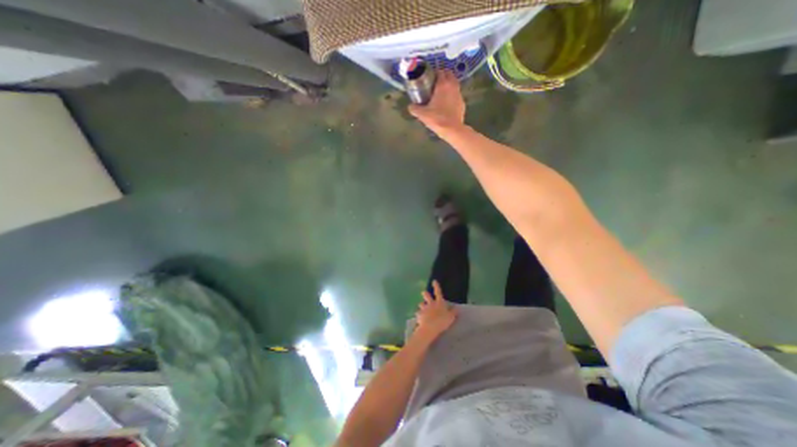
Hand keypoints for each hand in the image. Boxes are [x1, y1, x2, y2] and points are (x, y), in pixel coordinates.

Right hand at [407, 70, 464, 134]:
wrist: (452, 129)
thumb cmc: (437, 119)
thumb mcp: (422, 114)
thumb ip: (415, 109)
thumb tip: (410, 106)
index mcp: (443, 85)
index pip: (440, 71)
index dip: (435, 73)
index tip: (430, 78)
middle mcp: (452, 86)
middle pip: (449, 75)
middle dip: (443, 76)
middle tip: (435, 83)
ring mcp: (459, 94)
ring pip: (454, 84)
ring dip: (449, 85)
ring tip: (441, 93)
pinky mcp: (462, 103)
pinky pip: (456, 95)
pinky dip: (452, 95)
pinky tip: (447, 103)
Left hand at [415, 279, 456, 342]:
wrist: (430, 327)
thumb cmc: (442, 321)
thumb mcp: (451, 317)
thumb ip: (453, 312)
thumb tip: (457, 308)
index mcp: (439, 303)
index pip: (438, 292)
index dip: (436, 286)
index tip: (434, 281)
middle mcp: (431, 303)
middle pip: (426, 296)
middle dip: (425, 293)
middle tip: (424, 293)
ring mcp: (424, 308)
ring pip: (421, 304)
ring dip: (421, 305)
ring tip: (422, 308)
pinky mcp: (419, 314)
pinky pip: (418, 313)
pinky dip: (419, 314)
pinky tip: (419, 318)